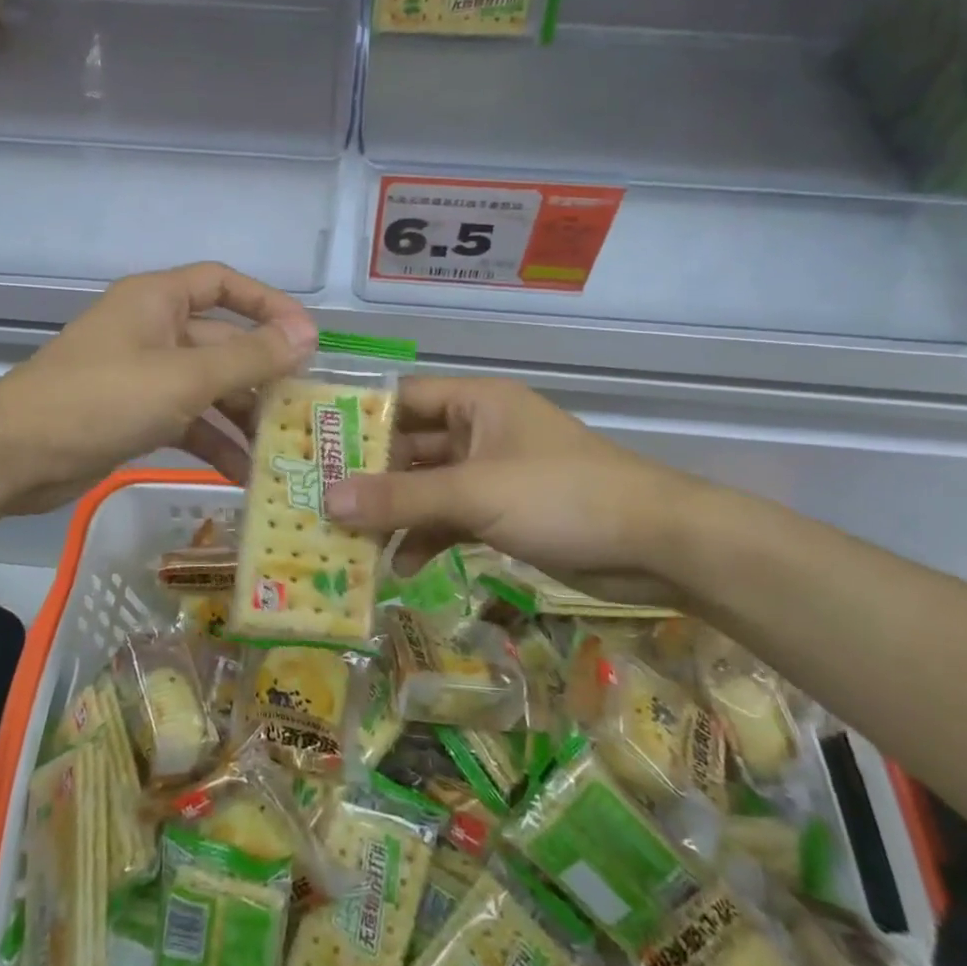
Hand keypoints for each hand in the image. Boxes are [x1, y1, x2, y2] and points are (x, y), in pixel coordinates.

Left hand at [0, 262, 316, 515]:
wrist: (13, 456)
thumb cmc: (101, 399)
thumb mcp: (184, 378)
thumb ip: (249, 358)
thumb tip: (307, 336)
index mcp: (158, 301)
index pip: (224, 284)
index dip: (269, 305)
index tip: (306, 339)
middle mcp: (153, 330)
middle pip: (222, 342)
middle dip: (262, 375)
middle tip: (302, 410)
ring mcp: (143, 374)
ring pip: (207, 387)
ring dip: (241, 416)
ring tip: (280, 450)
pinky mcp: (134, 415)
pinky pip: (187, 420)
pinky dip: (213, 441)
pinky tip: (242, 473)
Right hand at [324, 376, 707, 578]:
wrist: (654, 544)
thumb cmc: (561, 496)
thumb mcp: (474, 493)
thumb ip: (401, 498)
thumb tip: (327, 501)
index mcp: (476, 403)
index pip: (403, 400)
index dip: (358, 421)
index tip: (312, 447)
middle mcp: (479, 431)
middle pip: (410, 449)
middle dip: (369, 478)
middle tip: (318, 503)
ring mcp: (491, 475)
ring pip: (427, 489)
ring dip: (394, 514)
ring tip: (349, 542)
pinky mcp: (503, 514)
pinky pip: (451, 520)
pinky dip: (426, 538)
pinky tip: (399, 565)